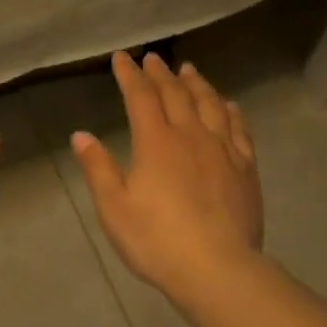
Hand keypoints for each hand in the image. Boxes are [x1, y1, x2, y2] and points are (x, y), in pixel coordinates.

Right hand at [71, 52, 262, 300]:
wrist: (218, 269)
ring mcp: (222, 150)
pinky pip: (238, 128)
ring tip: (189, 70)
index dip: (130, 75)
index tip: (122, 57)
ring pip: (210, 104)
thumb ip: (98, 168)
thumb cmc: (157, 240)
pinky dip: (230, 110)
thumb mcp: (114, 208)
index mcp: (155, 143)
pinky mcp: (245, 168)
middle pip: (175, 94)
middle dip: (160, 73)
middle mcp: (190, 136)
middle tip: (153, 58)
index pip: (140, 97)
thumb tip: (81, 135)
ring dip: (196, 84)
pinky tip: (228, 105)